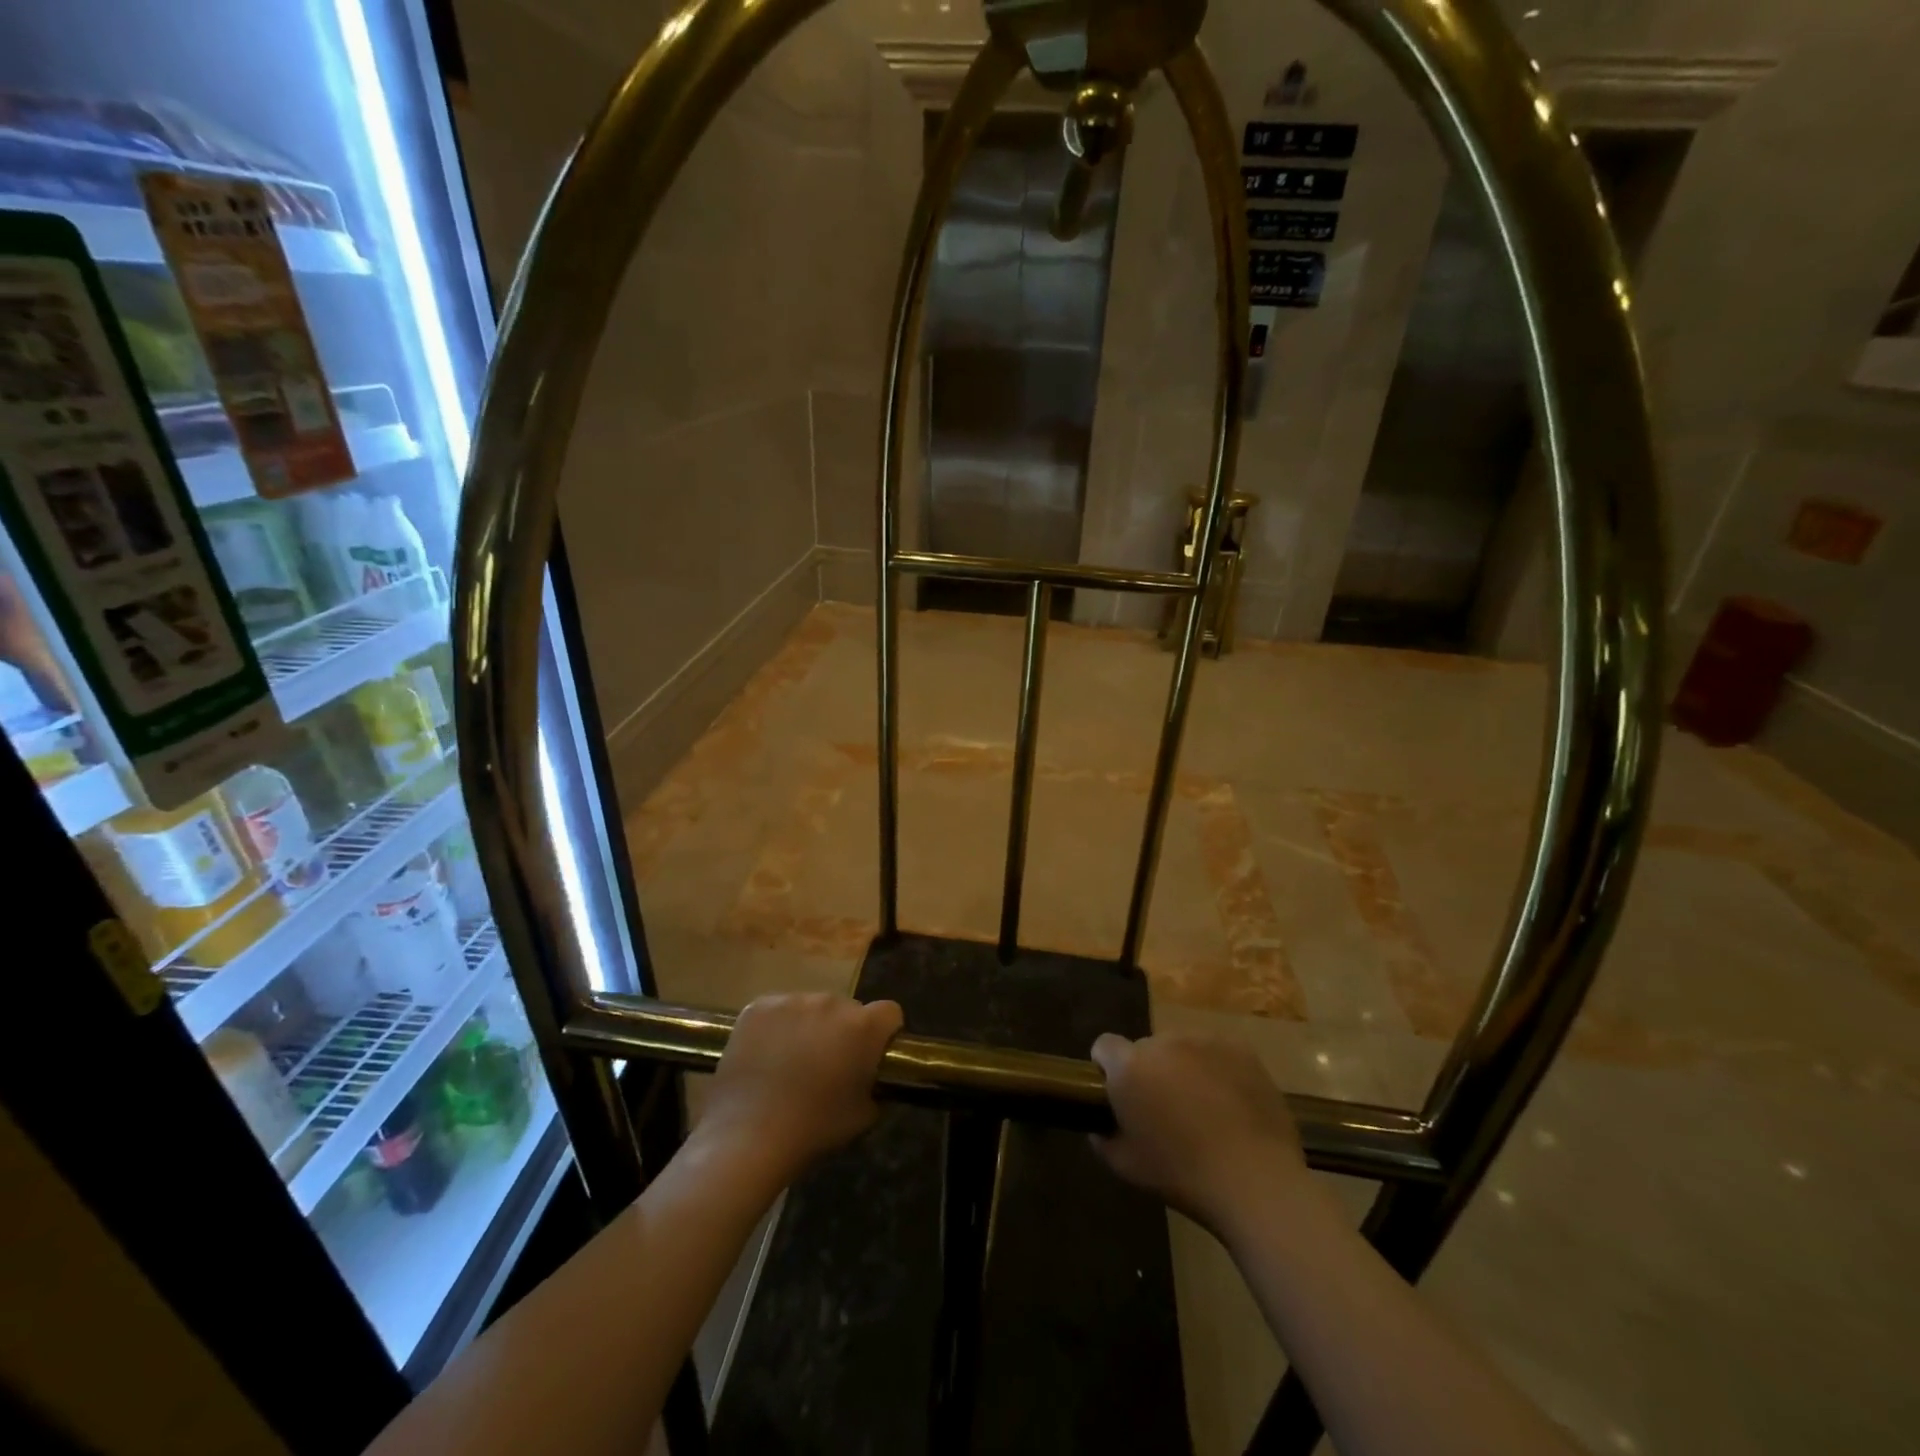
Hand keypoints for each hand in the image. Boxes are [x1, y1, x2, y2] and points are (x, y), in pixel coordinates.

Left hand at [693, 992, 902, 1187]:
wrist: (749, 1136)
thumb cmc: (814, 1128)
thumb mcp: (863, 1115)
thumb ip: (874, 1086)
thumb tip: (869, 1079)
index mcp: (863, 1027)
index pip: (889, 1012)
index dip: (883, 1032)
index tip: (871, 1054)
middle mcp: (831, 1003)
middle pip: (845, 1009)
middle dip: (841, 1030)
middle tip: (826, 1063)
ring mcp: (792, 1000)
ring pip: (809, 1008)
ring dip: (808, 1026)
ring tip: (790, 1062)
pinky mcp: (759, 1006)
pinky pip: (777, 1011)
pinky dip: (775, 1027)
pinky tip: (764, 1056)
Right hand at [1090, 1032, 1315, 1237]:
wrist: (1256, 1182)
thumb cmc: (1183, 1177)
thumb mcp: (1125, 1166)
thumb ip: (1102, 1137)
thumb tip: (1101, 1125)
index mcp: (1130, 1067)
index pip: (1104, 1046)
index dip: (1107, 1068)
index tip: (1120, 1096)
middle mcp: (1162, 1042)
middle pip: (1146, 1048)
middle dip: (1150, 1072)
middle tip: (1166, 1110)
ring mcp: (1204, 1040)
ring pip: (1182, 1048)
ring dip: (1183, 1068)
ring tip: (1203, 1108)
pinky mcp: (1239, 1048)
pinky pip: (1216, 1051)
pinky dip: (1216, 1069)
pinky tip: (1230, 1102)